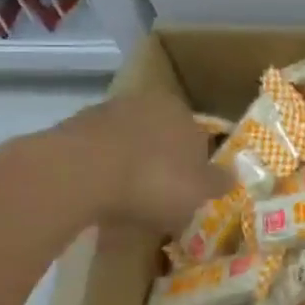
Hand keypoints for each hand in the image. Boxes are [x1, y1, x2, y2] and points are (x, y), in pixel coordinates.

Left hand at [38, 91, 233, 233]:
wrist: (78, 173)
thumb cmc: (152, 180)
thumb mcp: (198, 191)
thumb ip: (218, 181)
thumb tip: (232, 175)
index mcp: (182, 111)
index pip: (198, 135)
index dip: (197, 164)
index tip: (191, 189)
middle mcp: (146, 103)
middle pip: (162, 135)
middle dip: (162, 161)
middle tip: (160, 195)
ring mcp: (105, 113)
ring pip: (128, 142)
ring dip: (129, 165)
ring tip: (127, 200)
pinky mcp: (71, 130)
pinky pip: (97, 154)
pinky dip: (101, 171)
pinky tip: (99, 196)